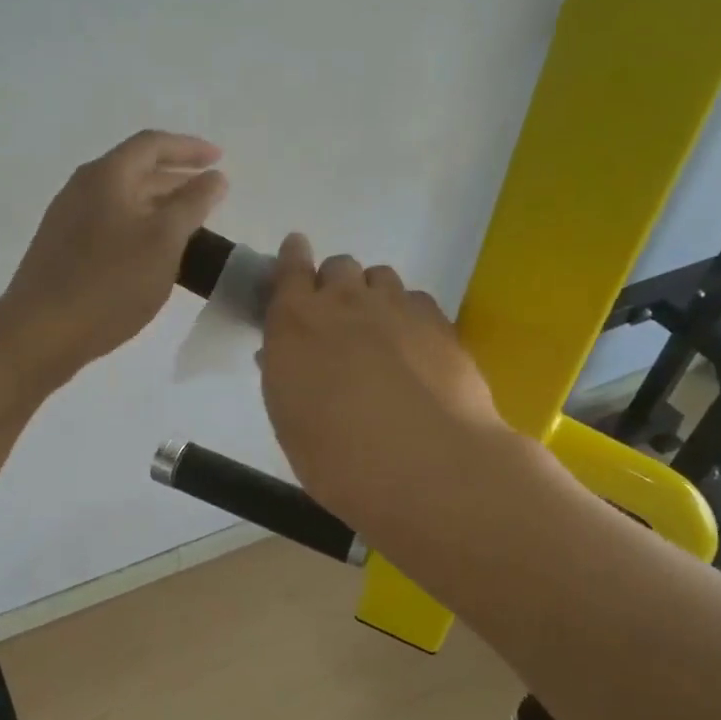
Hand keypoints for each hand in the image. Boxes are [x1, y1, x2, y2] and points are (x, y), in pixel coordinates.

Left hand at [0, 131, 227, 381]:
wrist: (41, 332)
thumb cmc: (110, 283)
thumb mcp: (163, 242)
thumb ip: (192, 205)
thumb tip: (215, 178)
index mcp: (106, 176)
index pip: (152, 145)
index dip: (189, 148)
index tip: (219, 159)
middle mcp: (82, 189)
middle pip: (135, 170)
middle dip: (176, 179)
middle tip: (209, 195)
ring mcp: (67, 220)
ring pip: (122, 200)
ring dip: (158, 206)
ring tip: (187, 226)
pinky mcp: (62, 250)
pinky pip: (108, 224)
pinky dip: (138, 228)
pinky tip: (152, 255)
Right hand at [259, 234, 505, 529]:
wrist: (426, 466)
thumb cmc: (338, 457)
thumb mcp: (290, 421)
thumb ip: (284, 375)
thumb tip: (281, 354)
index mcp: (296, 322)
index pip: (290, 268)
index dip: (292, 258)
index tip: (294, 254)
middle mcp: (345, 302)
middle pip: (339, 266)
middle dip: (334, 284)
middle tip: (337, 321)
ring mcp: (397, 307)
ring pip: (381, 277)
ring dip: (372, 295)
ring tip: (378, 332)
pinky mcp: (439, 323)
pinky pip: (416, 300)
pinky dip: (408, 314)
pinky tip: (414, 347)